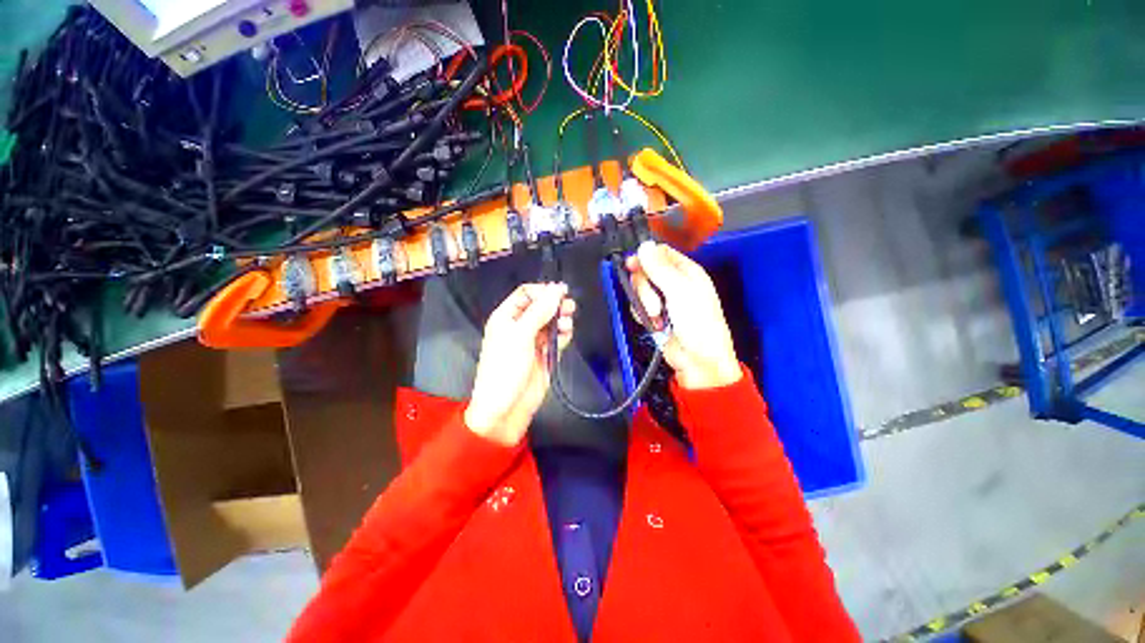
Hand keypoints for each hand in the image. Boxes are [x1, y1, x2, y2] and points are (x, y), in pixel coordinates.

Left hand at [464, 283, 575, 445]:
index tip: (560, 293)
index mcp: (507, 317)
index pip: (526, 294)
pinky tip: (565, 336)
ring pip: (552, 321)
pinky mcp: (546, 354)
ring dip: (561, 320)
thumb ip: (539, 312)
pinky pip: (557, 337)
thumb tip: (556, 289)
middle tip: (569, 307)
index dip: (542, 291)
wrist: (506, 409)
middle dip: (555, 305)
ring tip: (566, 325)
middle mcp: (520, 326)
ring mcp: (534, 340)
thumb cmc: (505, 370)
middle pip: (542, 306)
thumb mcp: (520, 336)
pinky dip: (563, 334)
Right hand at [627, 241, 741, 389]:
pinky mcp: (653, 314)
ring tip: (658, 316)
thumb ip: (660, 269)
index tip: (633, 264)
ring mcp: (662, 299)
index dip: (645, 257)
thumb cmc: (698, 325)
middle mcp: (673, 282)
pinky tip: (653, 323)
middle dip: (645, 287)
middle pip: (645, 271)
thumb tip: (644, 246)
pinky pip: (638, 306)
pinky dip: (642, 315)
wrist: (697, 361)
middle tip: (655, 302)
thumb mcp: (680, 292)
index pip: (660, 253)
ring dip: (645, 304)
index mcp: (686, 271)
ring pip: (639, 289)